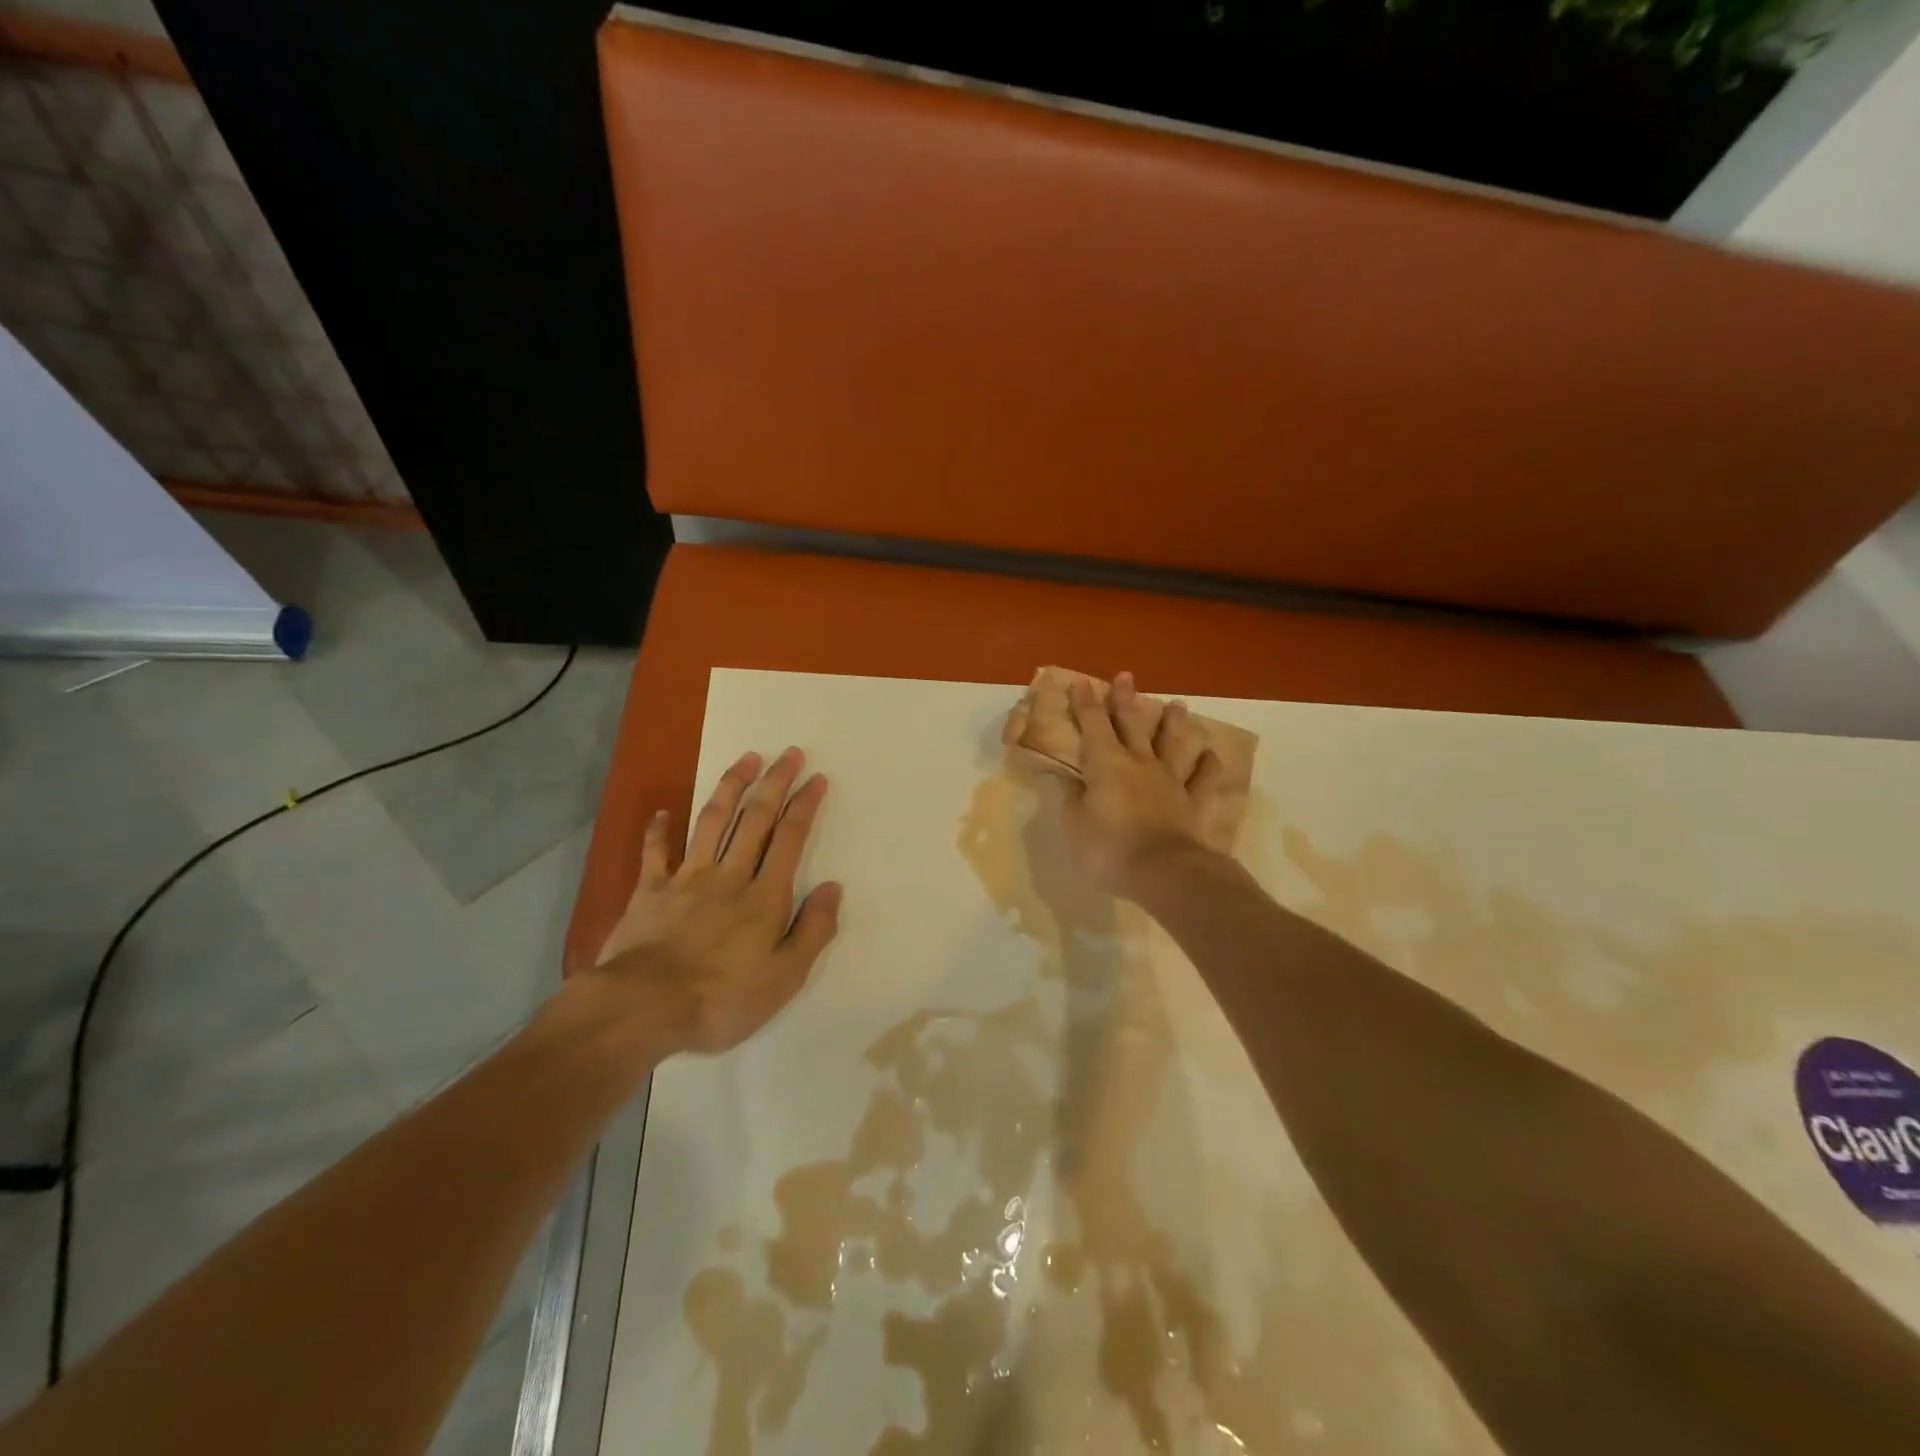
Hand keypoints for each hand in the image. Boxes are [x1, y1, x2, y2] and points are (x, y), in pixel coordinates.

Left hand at [590, 747, 840, 1055]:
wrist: (643, 1008)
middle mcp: (729, 876)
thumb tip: (833, 887)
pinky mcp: (649, 892)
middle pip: (756, 819)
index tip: (816, 778)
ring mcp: (686, 879)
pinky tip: (663, 811)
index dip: (804, 805)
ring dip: (730, 787)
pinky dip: (658, 830)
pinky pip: (654, 853)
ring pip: (712, 822)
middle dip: (774, 782)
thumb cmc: (722, 999)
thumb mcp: (785, 977)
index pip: (790, 838)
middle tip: (788, 753)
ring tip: (745, 759)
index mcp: (764, 896)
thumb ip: (813, 930)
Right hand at [1061, 671, 1231, 899]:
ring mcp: (1171, 781)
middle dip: (1125, 699)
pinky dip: (1208, 766)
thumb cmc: (1109, 849)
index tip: (1081, 682)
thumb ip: (1072, 799)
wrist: (1165, 873)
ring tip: (1177, 704)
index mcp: (1105, 764)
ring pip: (1173, 744)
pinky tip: (1211, 755)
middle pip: (1132, 724)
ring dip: (1174, 723)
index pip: (1092, 725)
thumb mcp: (1075, 826)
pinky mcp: (1194, 803)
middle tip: (1125, 676)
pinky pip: (1203, 780)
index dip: (1085, 703)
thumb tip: (1070, 780)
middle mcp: (1140, 763)